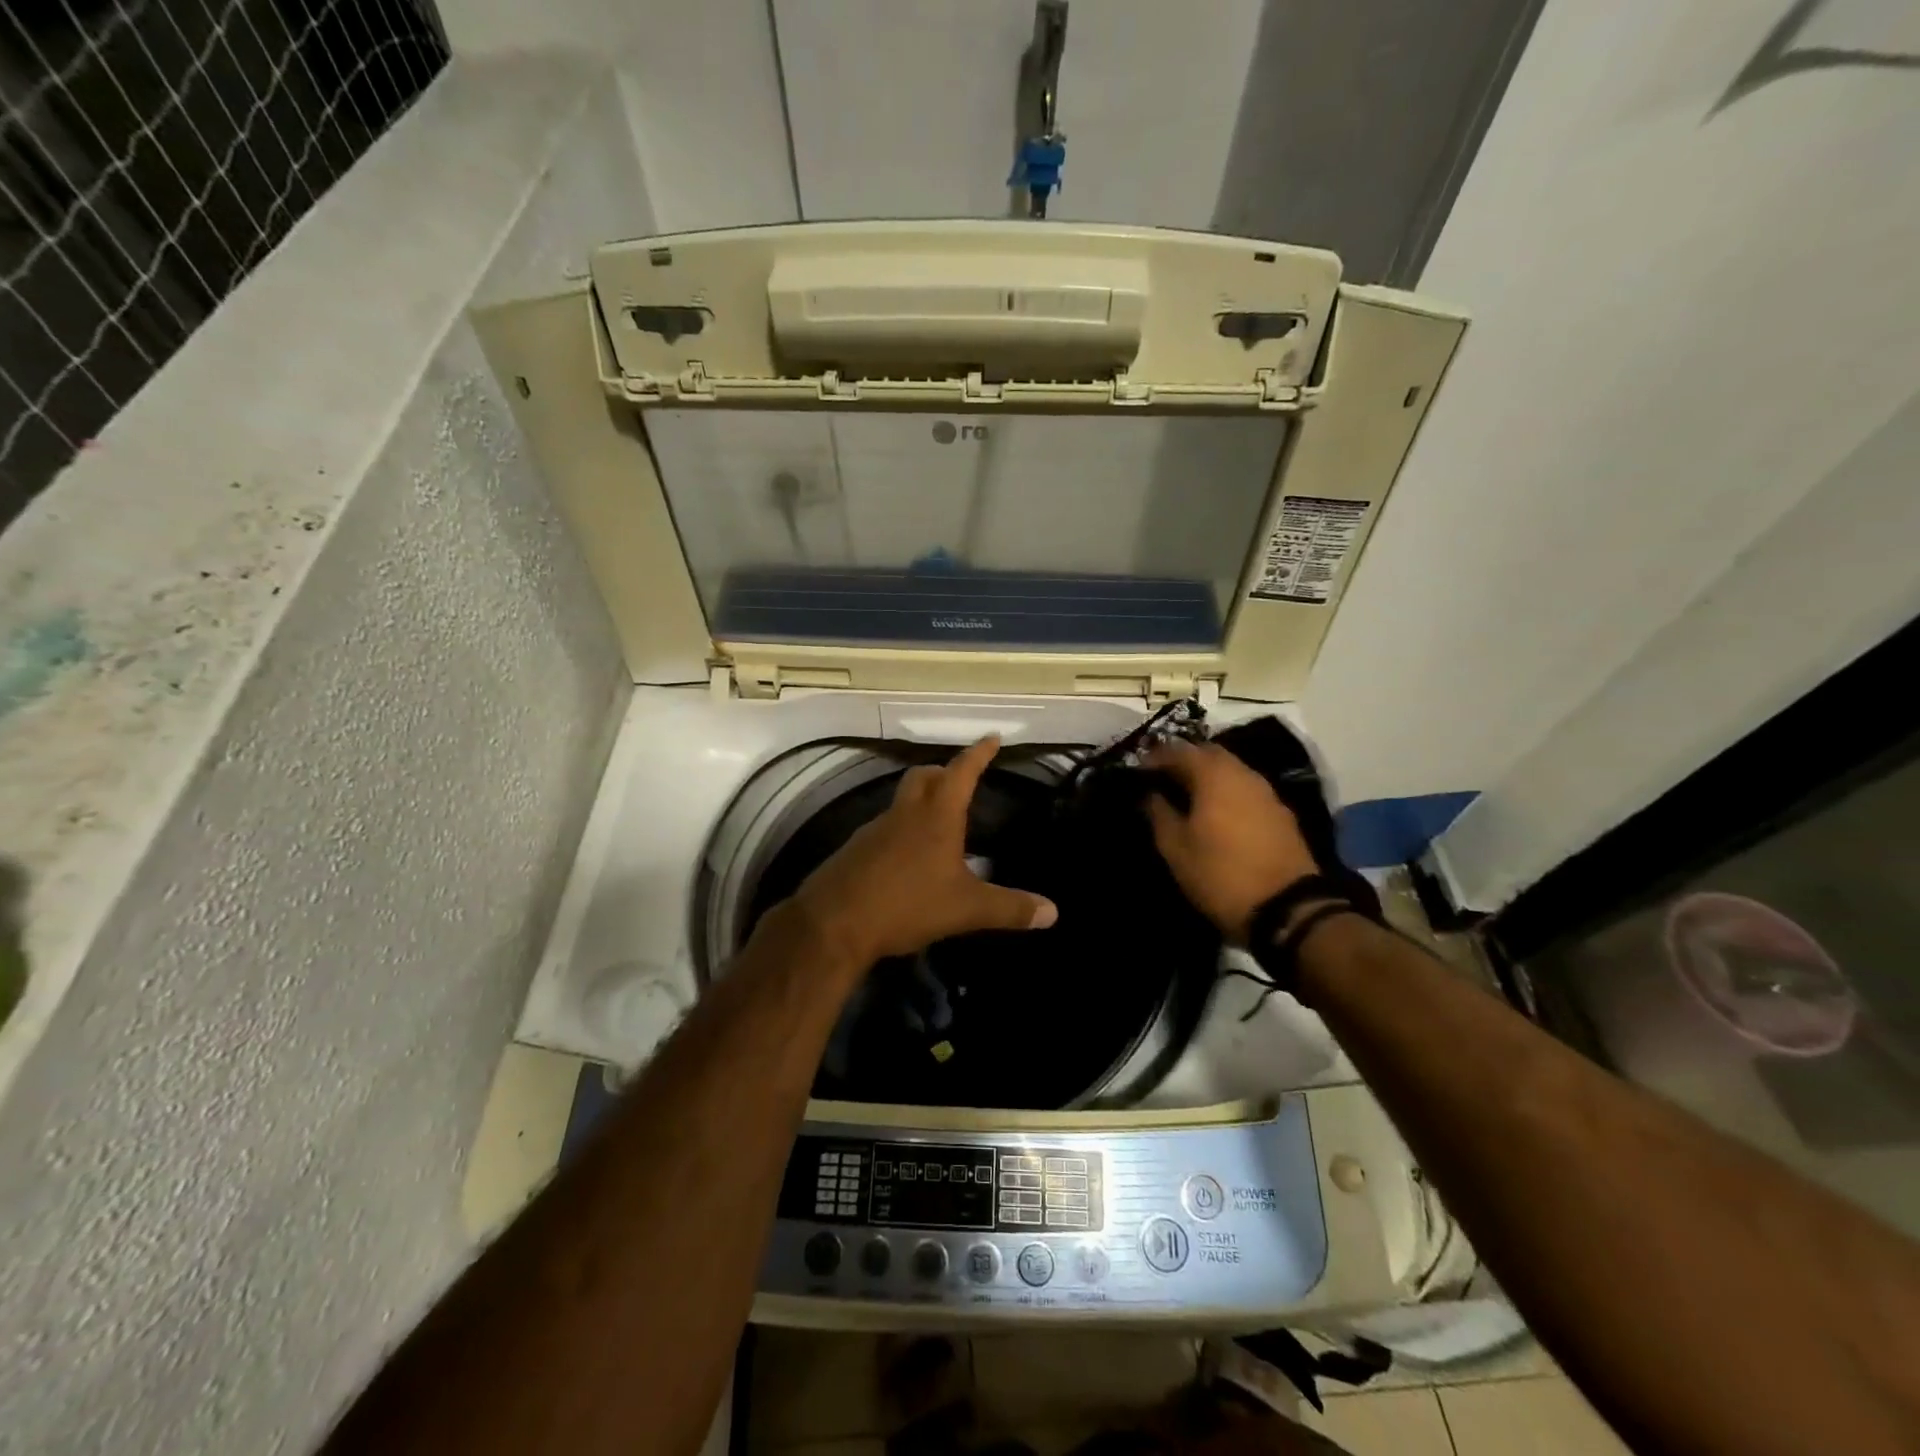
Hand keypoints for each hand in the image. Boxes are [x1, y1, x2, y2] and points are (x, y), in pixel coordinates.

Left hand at [793, 736, 1057, 967]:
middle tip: (961, 780)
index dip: (979, 754)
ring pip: (902, 803)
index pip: (961, 772)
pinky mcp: (855, 851)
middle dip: (944, 772)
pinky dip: (902, 832)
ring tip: (940, 826)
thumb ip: (1009, 909)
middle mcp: (904, 814)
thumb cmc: (906, 904)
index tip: (991, 737)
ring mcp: (874, 830)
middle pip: (923, 777)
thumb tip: (1053, 912)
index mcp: (936, 817)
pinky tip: (910, 860)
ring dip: (921, 803)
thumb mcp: (966, 909)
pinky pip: (885, 830)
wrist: (833, 923)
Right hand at [1144, 741, 1318, 944]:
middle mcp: (1243, 773)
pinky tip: (1217, 815)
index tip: (1139, 772)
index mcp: (1214, 775)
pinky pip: (1246, 790)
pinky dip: (1227, 793)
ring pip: (1231, 771)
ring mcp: (1267, 792)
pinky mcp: (1281, 813)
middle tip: (1164, 782)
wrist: (1288, 908)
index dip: (1155, 757)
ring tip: (1188, 799)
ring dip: (1208, 777)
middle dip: (1185, 762)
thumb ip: (1159, 814)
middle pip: (1209, 754)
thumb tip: (1150, 794)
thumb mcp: (1176, 849)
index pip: (1178, 750)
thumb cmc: (1220, 874)